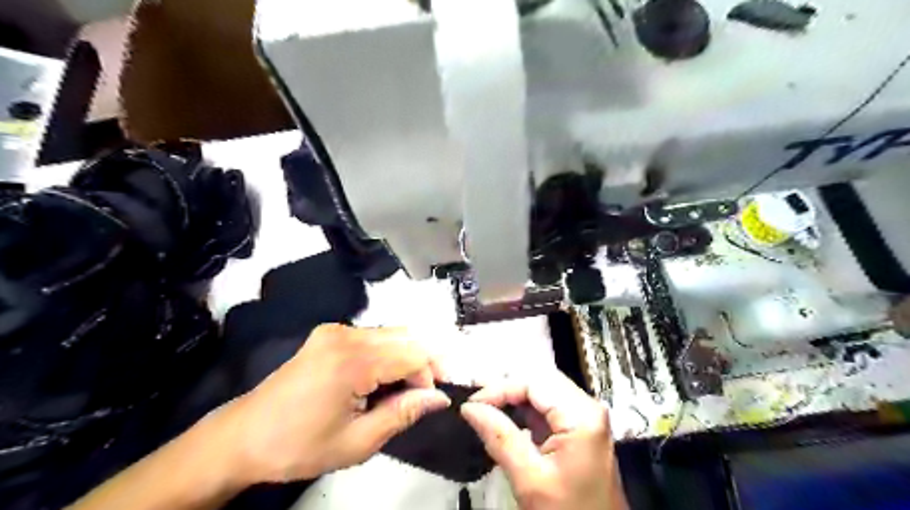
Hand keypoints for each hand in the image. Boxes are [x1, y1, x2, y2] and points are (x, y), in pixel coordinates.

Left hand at [215, 325, 451, 483]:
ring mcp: (335, 330)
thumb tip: (439, 397)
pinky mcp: (329, 333)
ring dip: (406, 358)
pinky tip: (382, 378)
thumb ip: (403, 414)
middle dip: (423, 363)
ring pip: (391, 334)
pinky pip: (373, 336)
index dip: (429, 376)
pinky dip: (387, 354)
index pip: (412, 355)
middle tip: (426, 393)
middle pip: (405, 337)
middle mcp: (346, 335)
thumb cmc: (299, 446)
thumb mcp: (357, 442)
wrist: (243, 436)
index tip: (429, 401)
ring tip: (404, 389)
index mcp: (352, 361)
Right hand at [463, 373, 627, 506]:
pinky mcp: (580, 429)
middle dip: (506, 392)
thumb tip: (470, 408)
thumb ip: (499, 437)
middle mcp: (588, 407)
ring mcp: (586, 417)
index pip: (533, 382)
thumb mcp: (530, 479)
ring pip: (542, 393)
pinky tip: (506, 424)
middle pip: (539, 382)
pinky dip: (524, 414)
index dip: (499, 388)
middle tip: (476, 406)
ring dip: (513, 401)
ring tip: (486, 413)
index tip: (471, 405)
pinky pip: (547, 409)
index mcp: (581, 415)